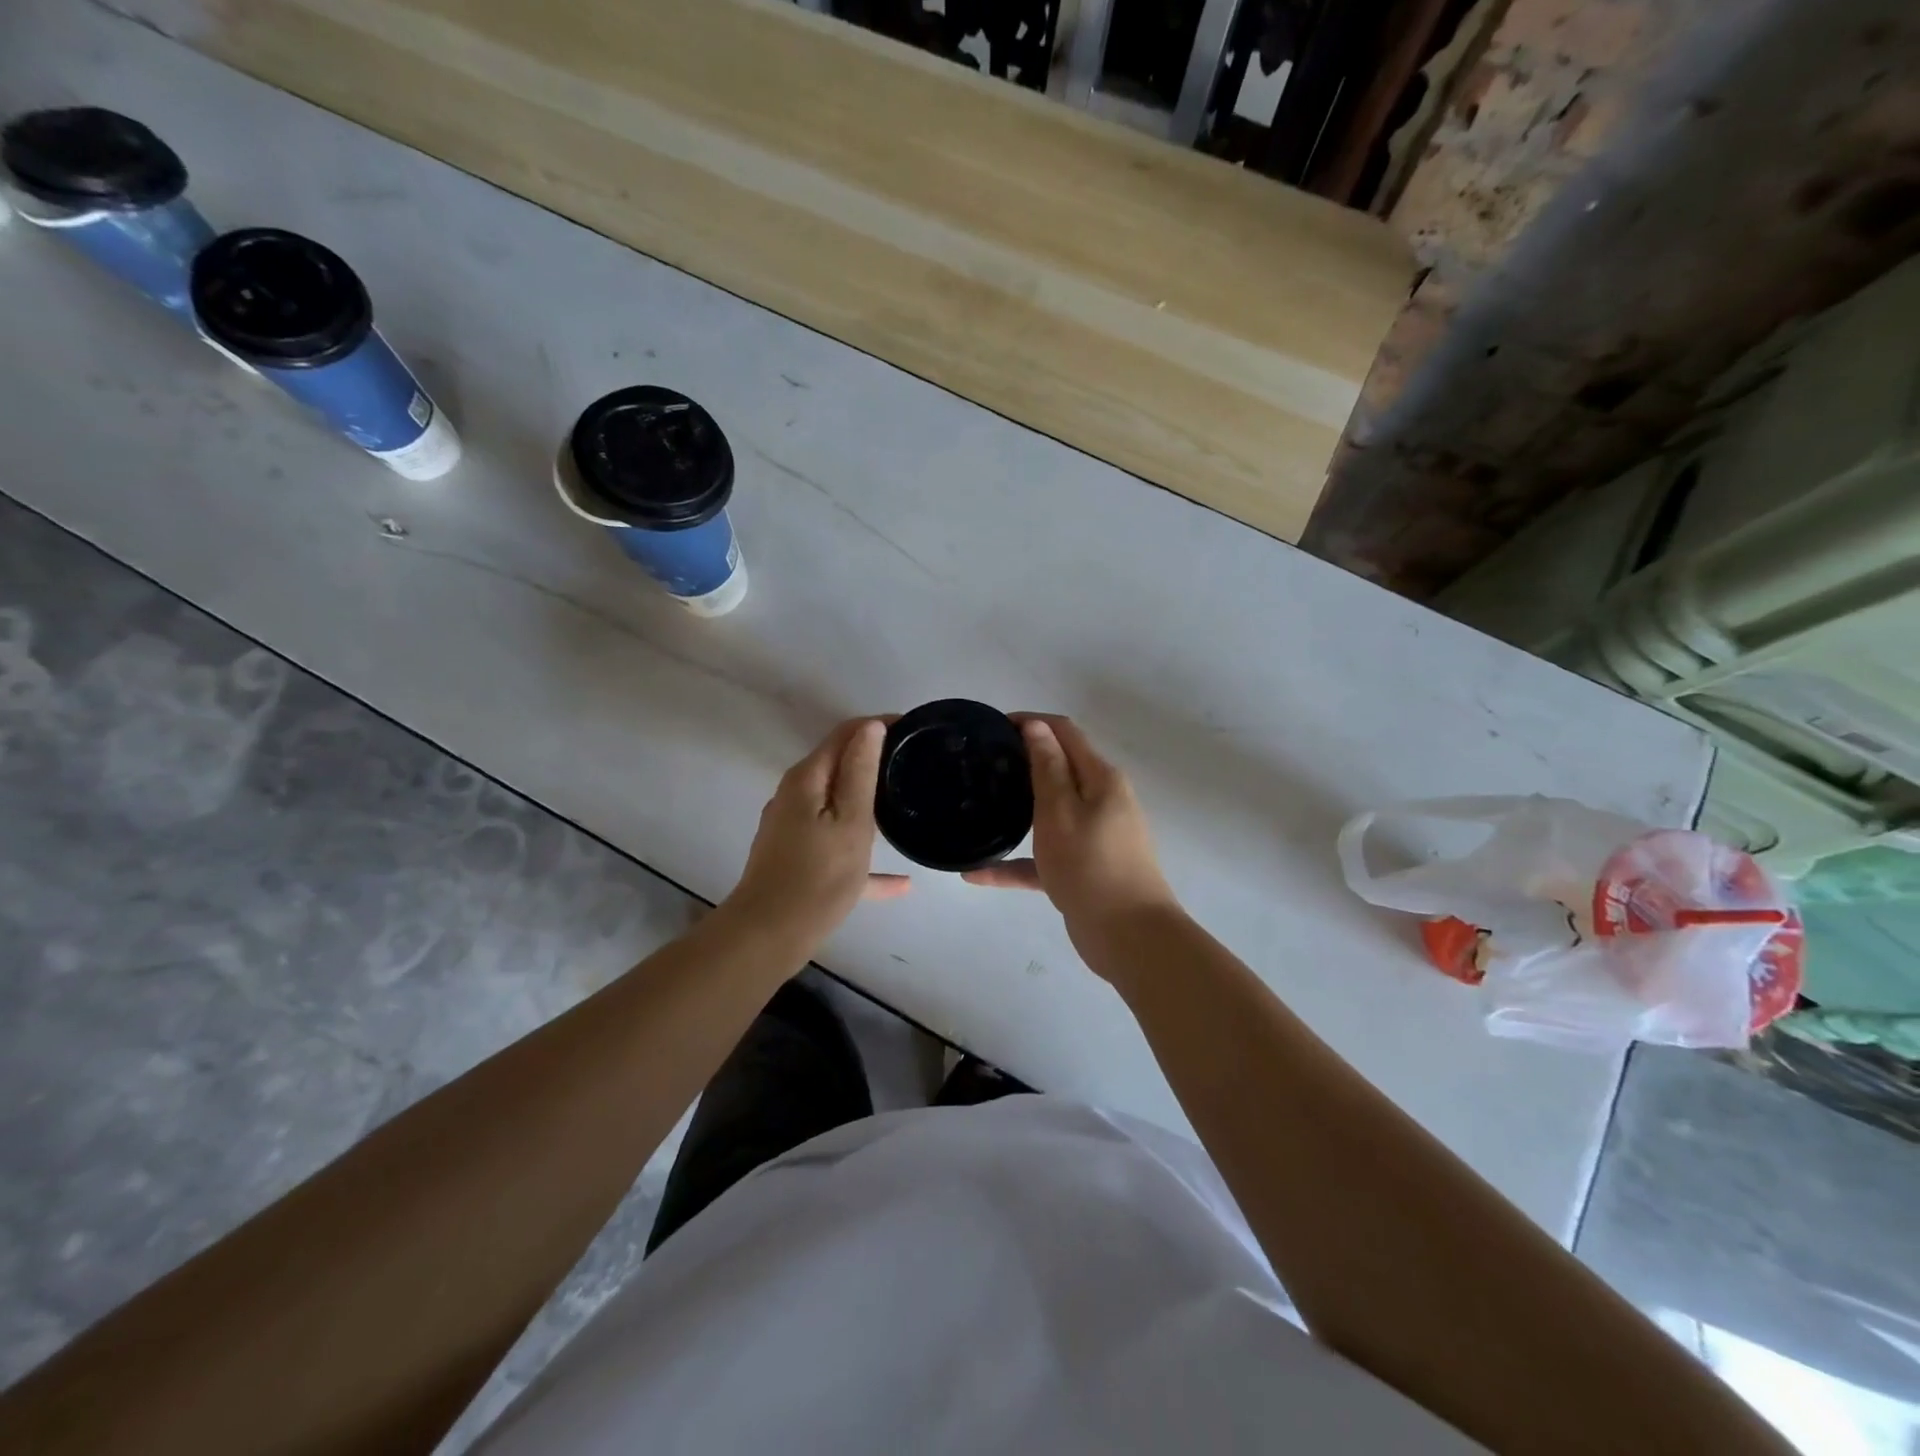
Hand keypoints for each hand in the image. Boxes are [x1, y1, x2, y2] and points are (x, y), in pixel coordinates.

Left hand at [719, 719, 911, 949]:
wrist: (768, 936)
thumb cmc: (817, 876)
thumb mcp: (851, 822)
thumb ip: (861, 772)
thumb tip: (871, 727)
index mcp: (807, 779)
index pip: (845, 734)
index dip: (878, 725)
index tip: (913, 730)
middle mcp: (795, 796)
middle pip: (839, 765)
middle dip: (875, 759)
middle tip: (915, 766)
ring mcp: (792, 828)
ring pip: (838, 804)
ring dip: (869, 801)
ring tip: (906, 806)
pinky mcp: (795, 857)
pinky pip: (835, 844)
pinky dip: (861, 853)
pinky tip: (899, 883)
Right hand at [963, 715, 1179, 959]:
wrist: (1130, 937)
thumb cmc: (1091, 865)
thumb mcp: (1061, 811)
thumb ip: (1047, 767)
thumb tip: (1036, 725)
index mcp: (1100, 778)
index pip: (1064, 732)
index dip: (1031, 723)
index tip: (992, 728)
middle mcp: (1101, 801)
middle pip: (1058, 770)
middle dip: (1021, 763)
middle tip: (980, 767)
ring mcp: (1093, 837)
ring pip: (1049, 814)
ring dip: (1017, 810)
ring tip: (978, 808)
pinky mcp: (1083, 869)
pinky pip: (1044, 857)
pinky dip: (1017, 862)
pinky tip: (977, 874)